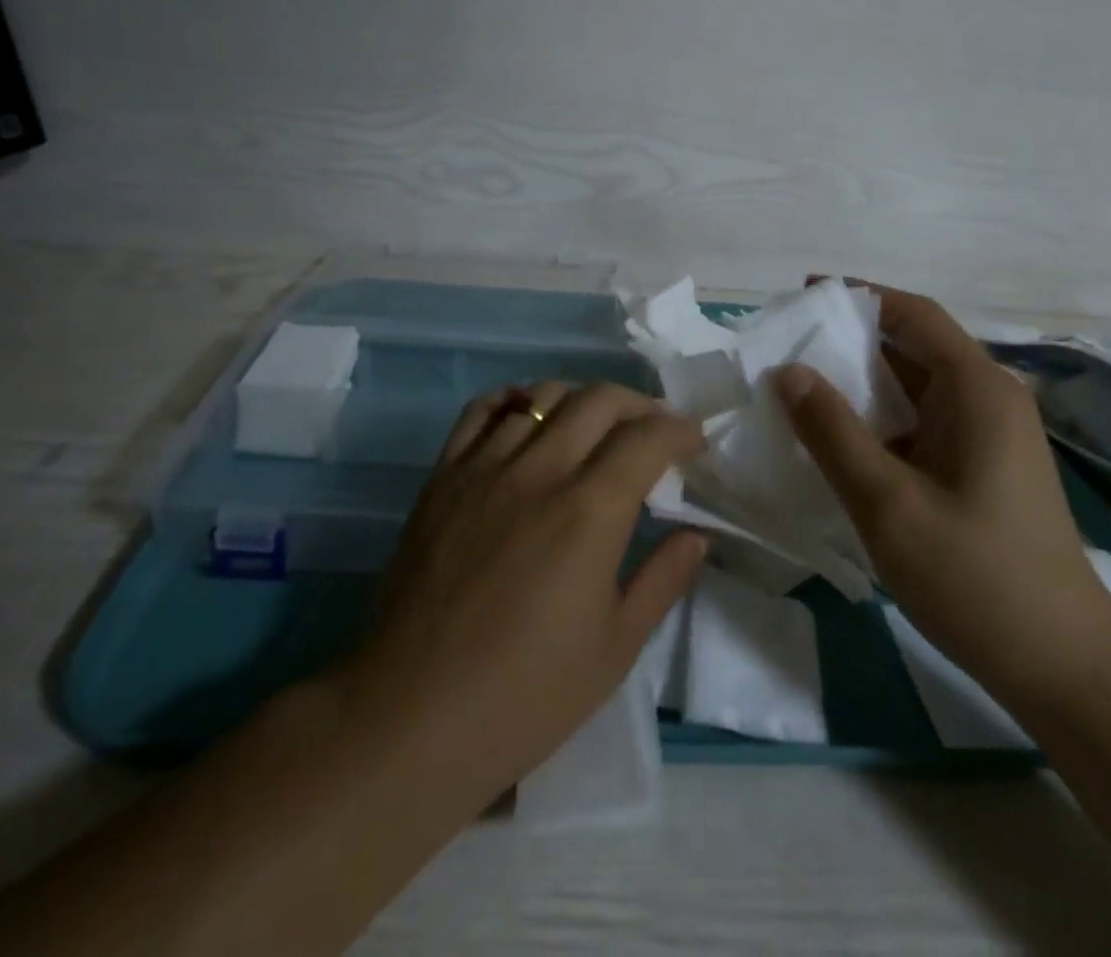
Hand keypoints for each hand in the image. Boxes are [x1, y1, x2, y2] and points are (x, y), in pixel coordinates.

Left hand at [341, 382, 708, 810]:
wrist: (413, 714)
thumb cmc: (526, 694)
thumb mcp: (615, 648)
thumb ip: (663, 579)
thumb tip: (697, 534)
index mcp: (589, 511)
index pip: (646, 438)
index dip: (679, 430)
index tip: (694, 441)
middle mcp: (539, 471)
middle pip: (598, 400)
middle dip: (639, 404)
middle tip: (653, 430)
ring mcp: (485, 467)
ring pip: (542, 396)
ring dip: (581, 400)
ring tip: (595, 425)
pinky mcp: (444, 476)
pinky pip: (480, 411)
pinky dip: (514, 399)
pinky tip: (527, 414)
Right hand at [773, 285, 1110, 708]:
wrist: (1064, 670)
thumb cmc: (976, 578)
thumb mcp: (887, 503)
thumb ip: (832, 432)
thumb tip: (788, 370)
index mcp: (977, 390)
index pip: (913, 314)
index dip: (858, 296)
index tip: (802, 295)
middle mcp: (988, 399)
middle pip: (913, 346)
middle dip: (849, 340)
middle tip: (786, 346)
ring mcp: (988, 436)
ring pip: (914, 388)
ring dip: (860, 383)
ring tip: (797, 388)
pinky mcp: (981, 468)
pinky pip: (922, 423)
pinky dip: (878, 419)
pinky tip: (837, 439)